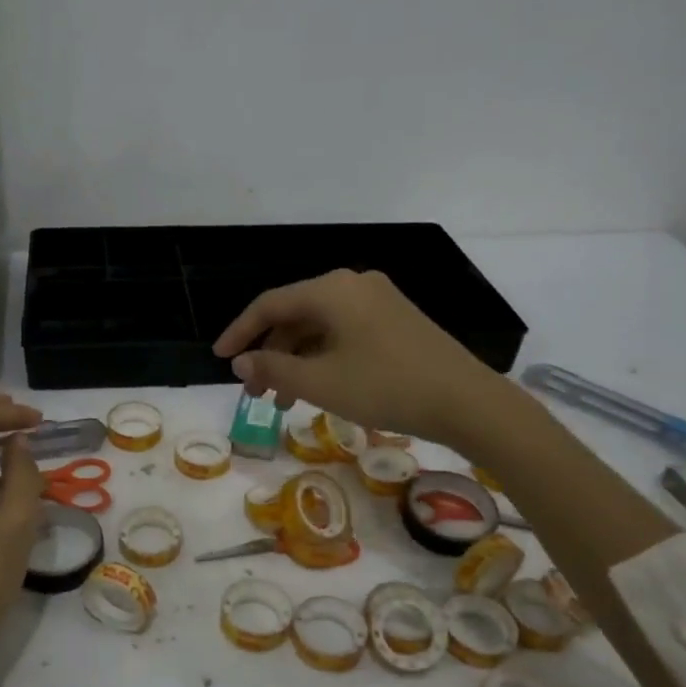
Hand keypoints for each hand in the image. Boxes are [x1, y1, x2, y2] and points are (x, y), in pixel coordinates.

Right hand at [213, 269, 502, 447]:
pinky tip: (319, 388)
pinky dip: (323, 358)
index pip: (270, 305)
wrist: (466, 401)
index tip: (219, 359)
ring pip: (320, 327)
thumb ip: (273, 368)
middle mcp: (353, 285)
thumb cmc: (385, 387)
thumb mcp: (320, 382)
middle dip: (270, 353)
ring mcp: (379, 301)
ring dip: (296, 360)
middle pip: (295, 315)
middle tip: (255, 391)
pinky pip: (344, 333)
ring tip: (284, 401)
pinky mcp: (396, 320)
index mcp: (332, 290)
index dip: (239, 332)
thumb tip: (241, 361)